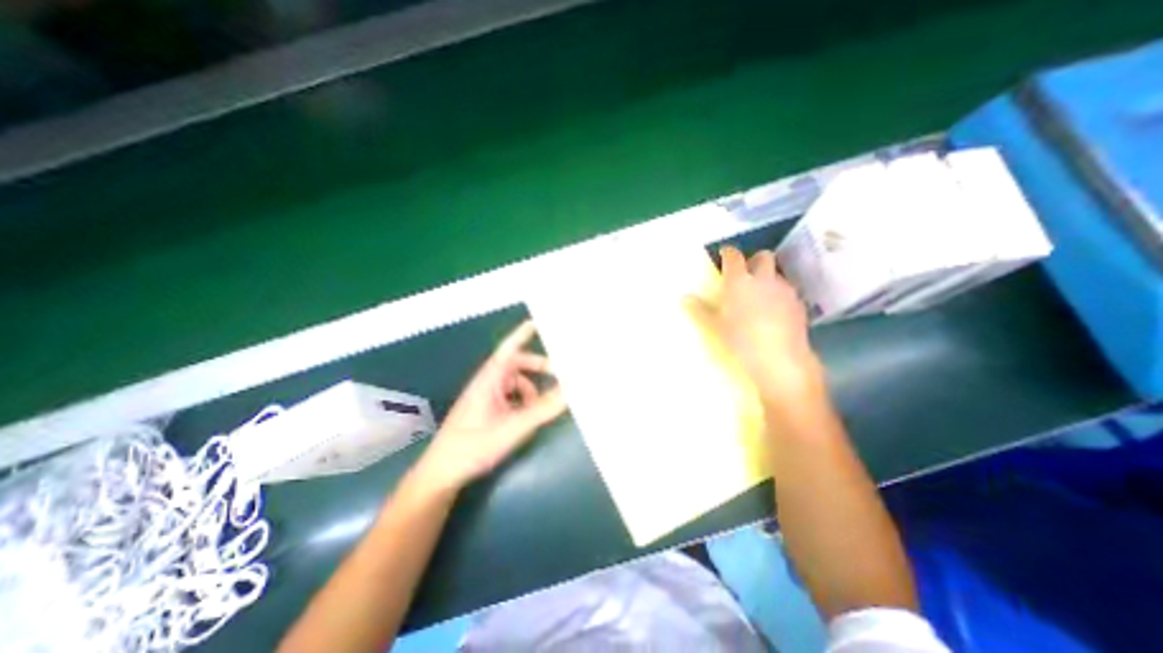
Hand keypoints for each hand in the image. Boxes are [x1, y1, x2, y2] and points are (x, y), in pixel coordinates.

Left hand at [419, 319, 568, 491]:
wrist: (442, 474)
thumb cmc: (473, 446)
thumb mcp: (512, 428)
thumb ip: (542, 410)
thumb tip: (569, 391)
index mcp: (488, 381)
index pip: (507, 350)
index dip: (521, 335)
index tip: (535, 322)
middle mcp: (487, 384)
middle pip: (516, 365)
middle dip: (537, 367)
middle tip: (559, 373)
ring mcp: (486, 398)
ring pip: (515, 383)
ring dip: (532, 389)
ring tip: (544, 405)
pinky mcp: (486, 411)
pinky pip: (511, 397)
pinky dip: (524, 401)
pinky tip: (529, 417)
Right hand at [689, 246, 826, 407]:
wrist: (780, 359)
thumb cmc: (740, 340)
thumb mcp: (714, 327)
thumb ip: (699, 310)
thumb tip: (685, 298)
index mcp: (738, 281)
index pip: (733, 256)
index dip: (728, 253)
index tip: (724, 255)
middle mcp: (763, 279)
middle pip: (763, 257)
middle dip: (754, 260)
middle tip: (745, 274)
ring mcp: (784, 290)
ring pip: (777, 274)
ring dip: (767, 279)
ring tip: (759, 297)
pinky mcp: (799, 304)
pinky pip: (787, 292)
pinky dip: (779, 295)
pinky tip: (774, 313)